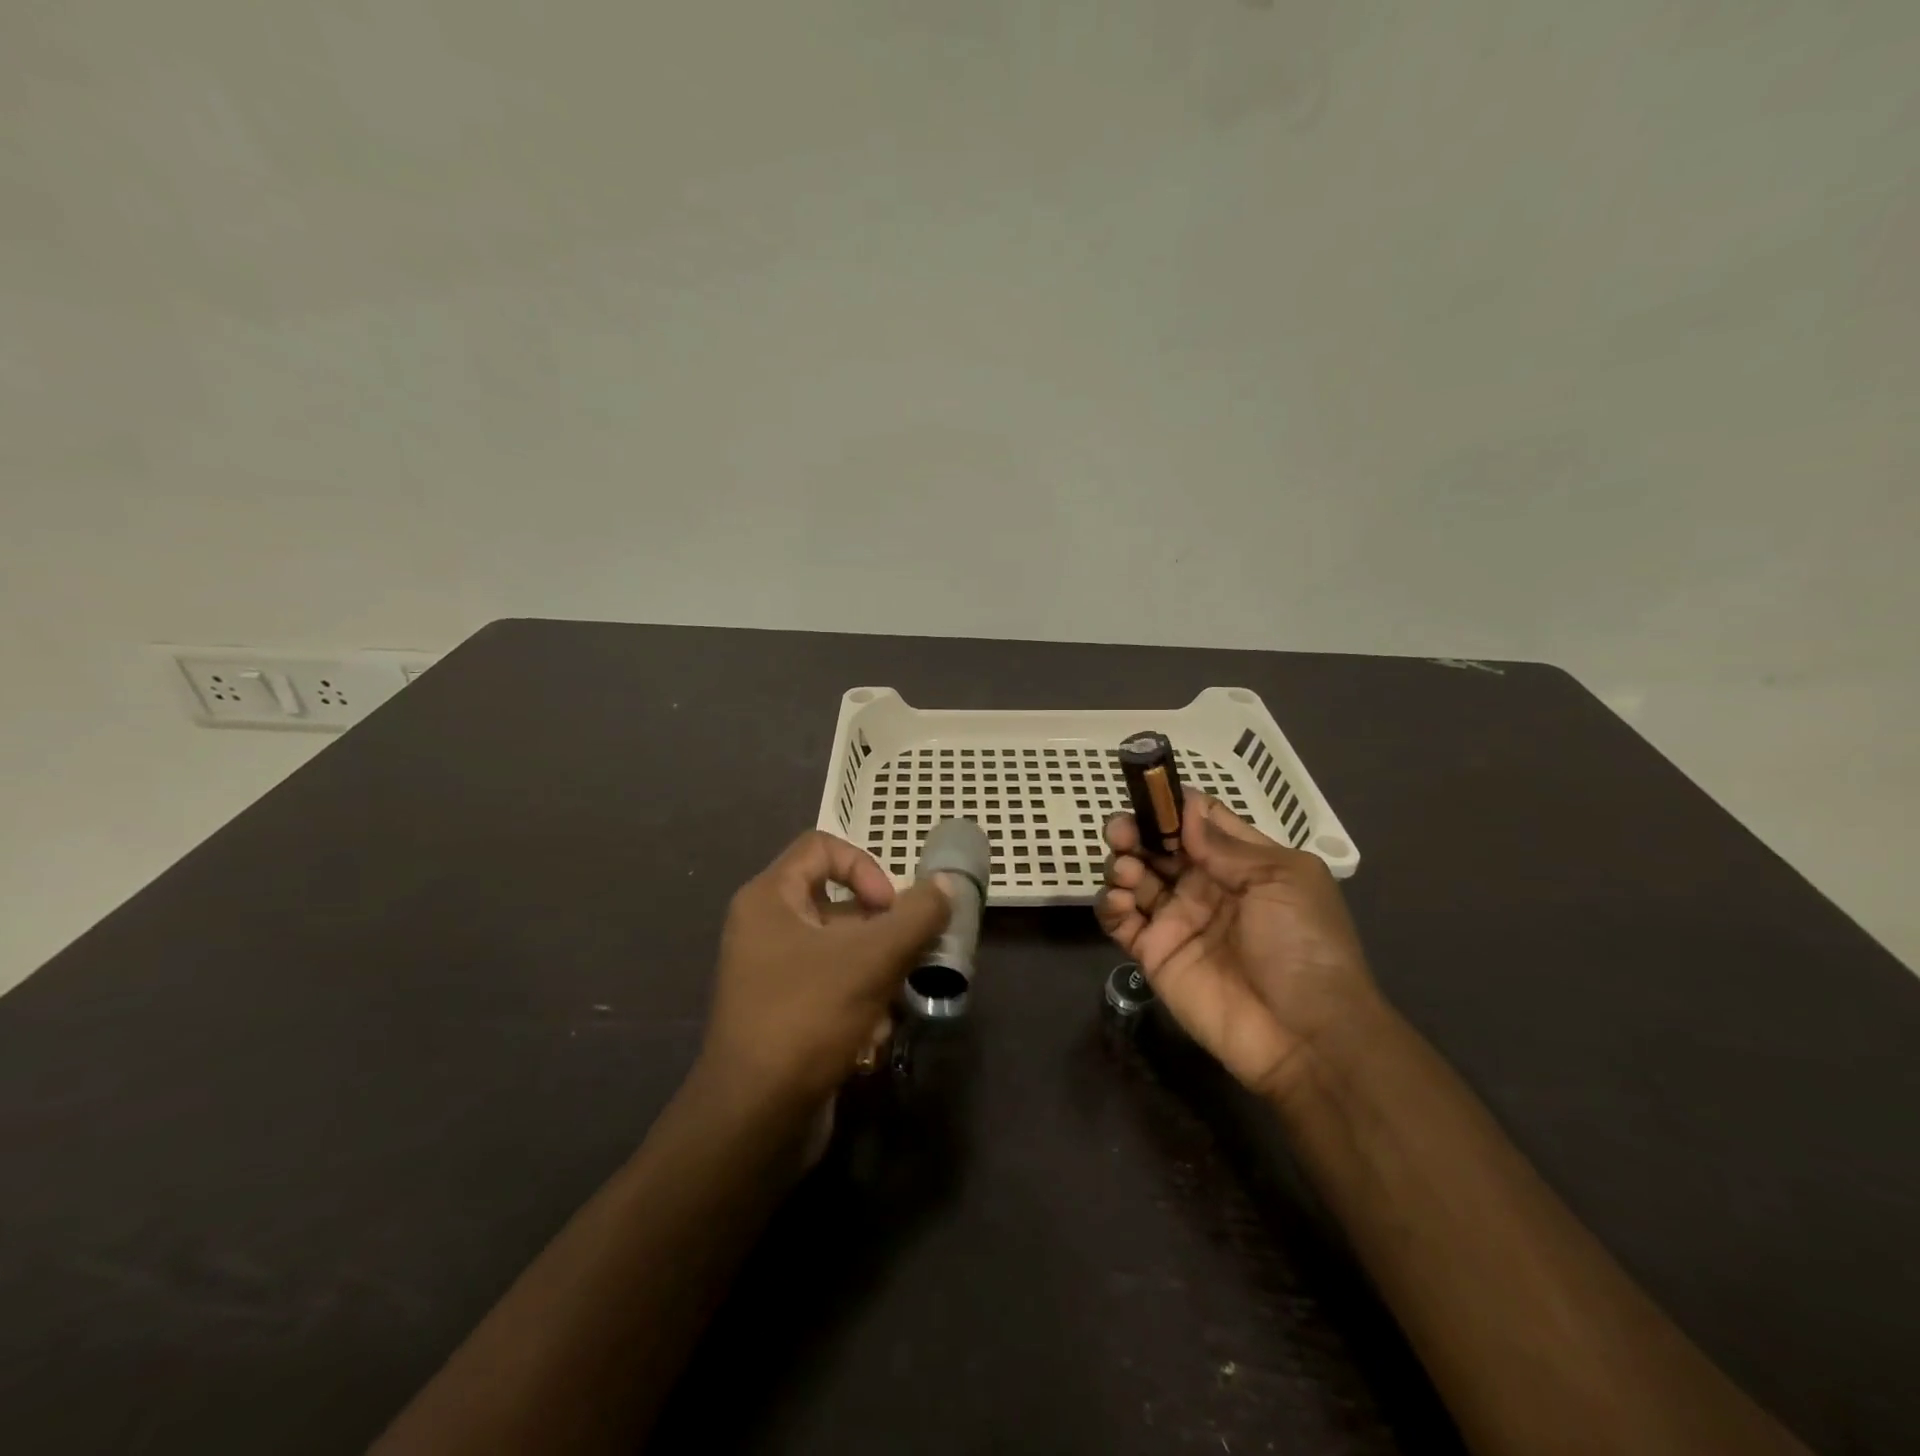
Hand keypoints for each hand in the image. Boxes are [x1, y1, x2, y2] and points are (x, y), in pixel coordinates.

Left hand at [701, 831, 951, 1113]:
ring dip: (877, 979)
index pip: (822, 847)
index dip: (864, 866)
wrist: (754, 1121)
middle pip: (840, 905)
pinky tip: (869, 1044)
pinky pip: (832, 990)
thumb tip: (945, 885)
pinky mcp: (784, 1015)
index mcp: (769, 899)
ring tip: (888, 1011)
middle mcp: (766, 929)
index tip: (890, 907)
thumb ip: (917, 915)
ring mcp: (772, 974)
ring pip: (843, 953)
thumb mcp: (872, 959)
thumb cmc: (807, 1018)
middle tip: (911, 957)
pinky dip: (859, 1009)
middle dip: (882, 935)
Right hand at [1098, 790, 1379, 1103]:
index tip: (1149, 792)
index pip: (1198, 822)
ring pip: (1133, 877)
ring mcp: (1176, 920)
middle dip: (1136, 830)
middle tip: (1121, 831)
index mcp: (1240, 863)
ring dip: (1121, 863)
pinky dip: (1109, 905)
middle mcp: (1203, 886)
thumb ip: (1227, 845)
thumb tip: (1186, 807)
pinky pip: (1119, 921)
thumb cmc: (1304, 944)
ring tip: (1126, 870)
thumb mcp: (1283, 879)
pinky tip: (1119, 901)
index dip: (1173, 806)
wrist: (1305, 1034)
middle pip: (1157, 846)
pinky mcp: (1153, 953)